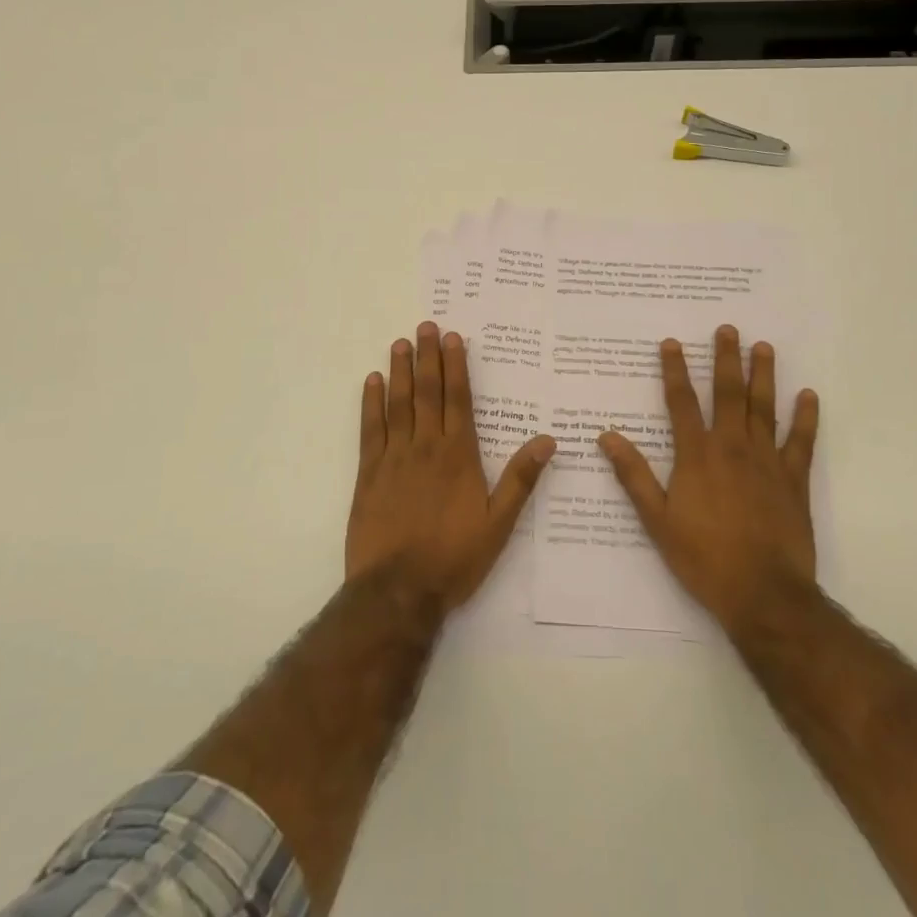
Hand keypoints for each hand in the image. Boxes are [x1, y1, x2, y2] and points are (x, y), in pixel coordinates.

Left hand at [346, 321, 555, 614]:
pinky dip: (370, 403)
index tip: (453, 338)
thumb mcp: (499, 524)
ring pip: (398, 403)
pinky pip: (370, 429)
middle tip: (425, 326)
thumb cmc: (453, 558)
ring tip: (400, 342)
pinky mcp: (368, 473)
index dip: (456, 366)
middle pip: (427, 392)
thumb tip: (548, 440)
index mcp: (458, 455)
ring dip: (399, 371)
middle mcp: (426, 447)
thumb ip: (520, 479)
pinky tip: (371, 382)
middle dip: (427, 357)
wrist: (398, 591)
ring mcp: (394, 457)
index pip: (458, 399)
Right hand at [598, 326, 819, 635]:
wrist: (764, 594)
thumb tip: (607, 436)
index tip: (672, 343)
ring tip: (763, 347)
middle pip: (727, 393)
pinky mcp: (794, 479)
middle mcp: (732, 447)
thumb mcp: (658, 521)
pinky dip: (805, 417)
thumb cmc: (704, 558)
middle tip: (728, 329)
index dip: (675, 370)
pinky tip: (808, 395)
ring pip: (764, 408)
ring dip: (763, 375)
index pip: (682, 402)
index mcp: (697, 456)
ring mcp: (767, 461)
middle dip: (725, 358)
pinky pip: (801, 441)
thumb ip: (635, 476)